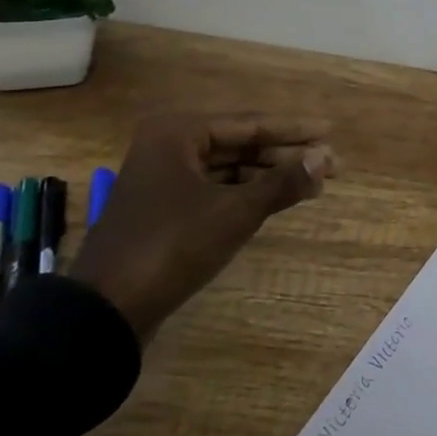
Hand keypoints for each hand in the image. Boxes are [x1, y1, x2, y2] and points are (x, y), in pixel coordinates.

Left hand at [68, 113, 337, 341]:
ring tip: (313, 184)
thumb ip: (283, 182)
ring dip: (270, 175)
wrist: (105, 311)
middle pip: (241, 144)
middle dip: (286, 155)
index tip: (330, 133)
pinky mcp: (164, 209)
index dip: (294, 131)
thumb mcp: (235, 212)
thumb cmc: (172, 246)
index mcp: (178, 132)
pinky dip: (248, 193)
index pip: (250, 124)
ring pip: (230, 168)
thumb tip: (326, 159)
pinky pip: (216, 189)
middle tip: (329, 165)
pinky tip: (278, 200)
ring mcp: (164, 178)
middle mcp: (168, 146)